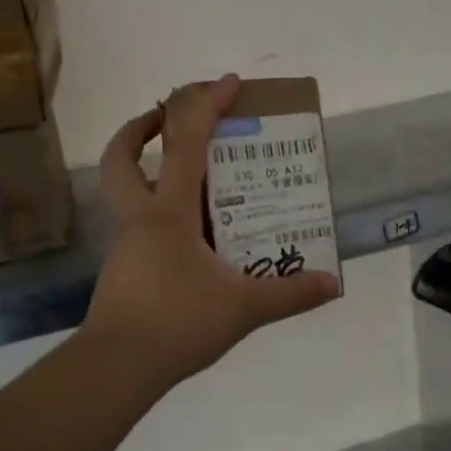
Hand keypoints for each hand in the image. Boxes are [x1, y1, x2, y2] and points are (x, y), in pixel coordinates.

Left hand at [83, 75, 338, 392]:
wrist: (116, 368)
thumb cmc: (177, 323)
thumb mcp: (243, 308)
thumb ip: (290, 294)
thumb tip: (333, 283)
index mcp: (167, 213)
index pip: (185, 146)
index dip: (206, 107)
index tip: (229, 82)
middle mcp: (140, 219)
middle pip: (122, 158)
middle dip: (141, 128)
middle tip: (168, 118)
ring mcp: (126, 245)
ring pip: (125, 189)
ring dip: (147, 168)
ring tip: (190, 176)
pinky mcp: (124, 269)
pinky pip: (139, 223)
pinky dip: (160, 211)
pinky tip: (191, 234)